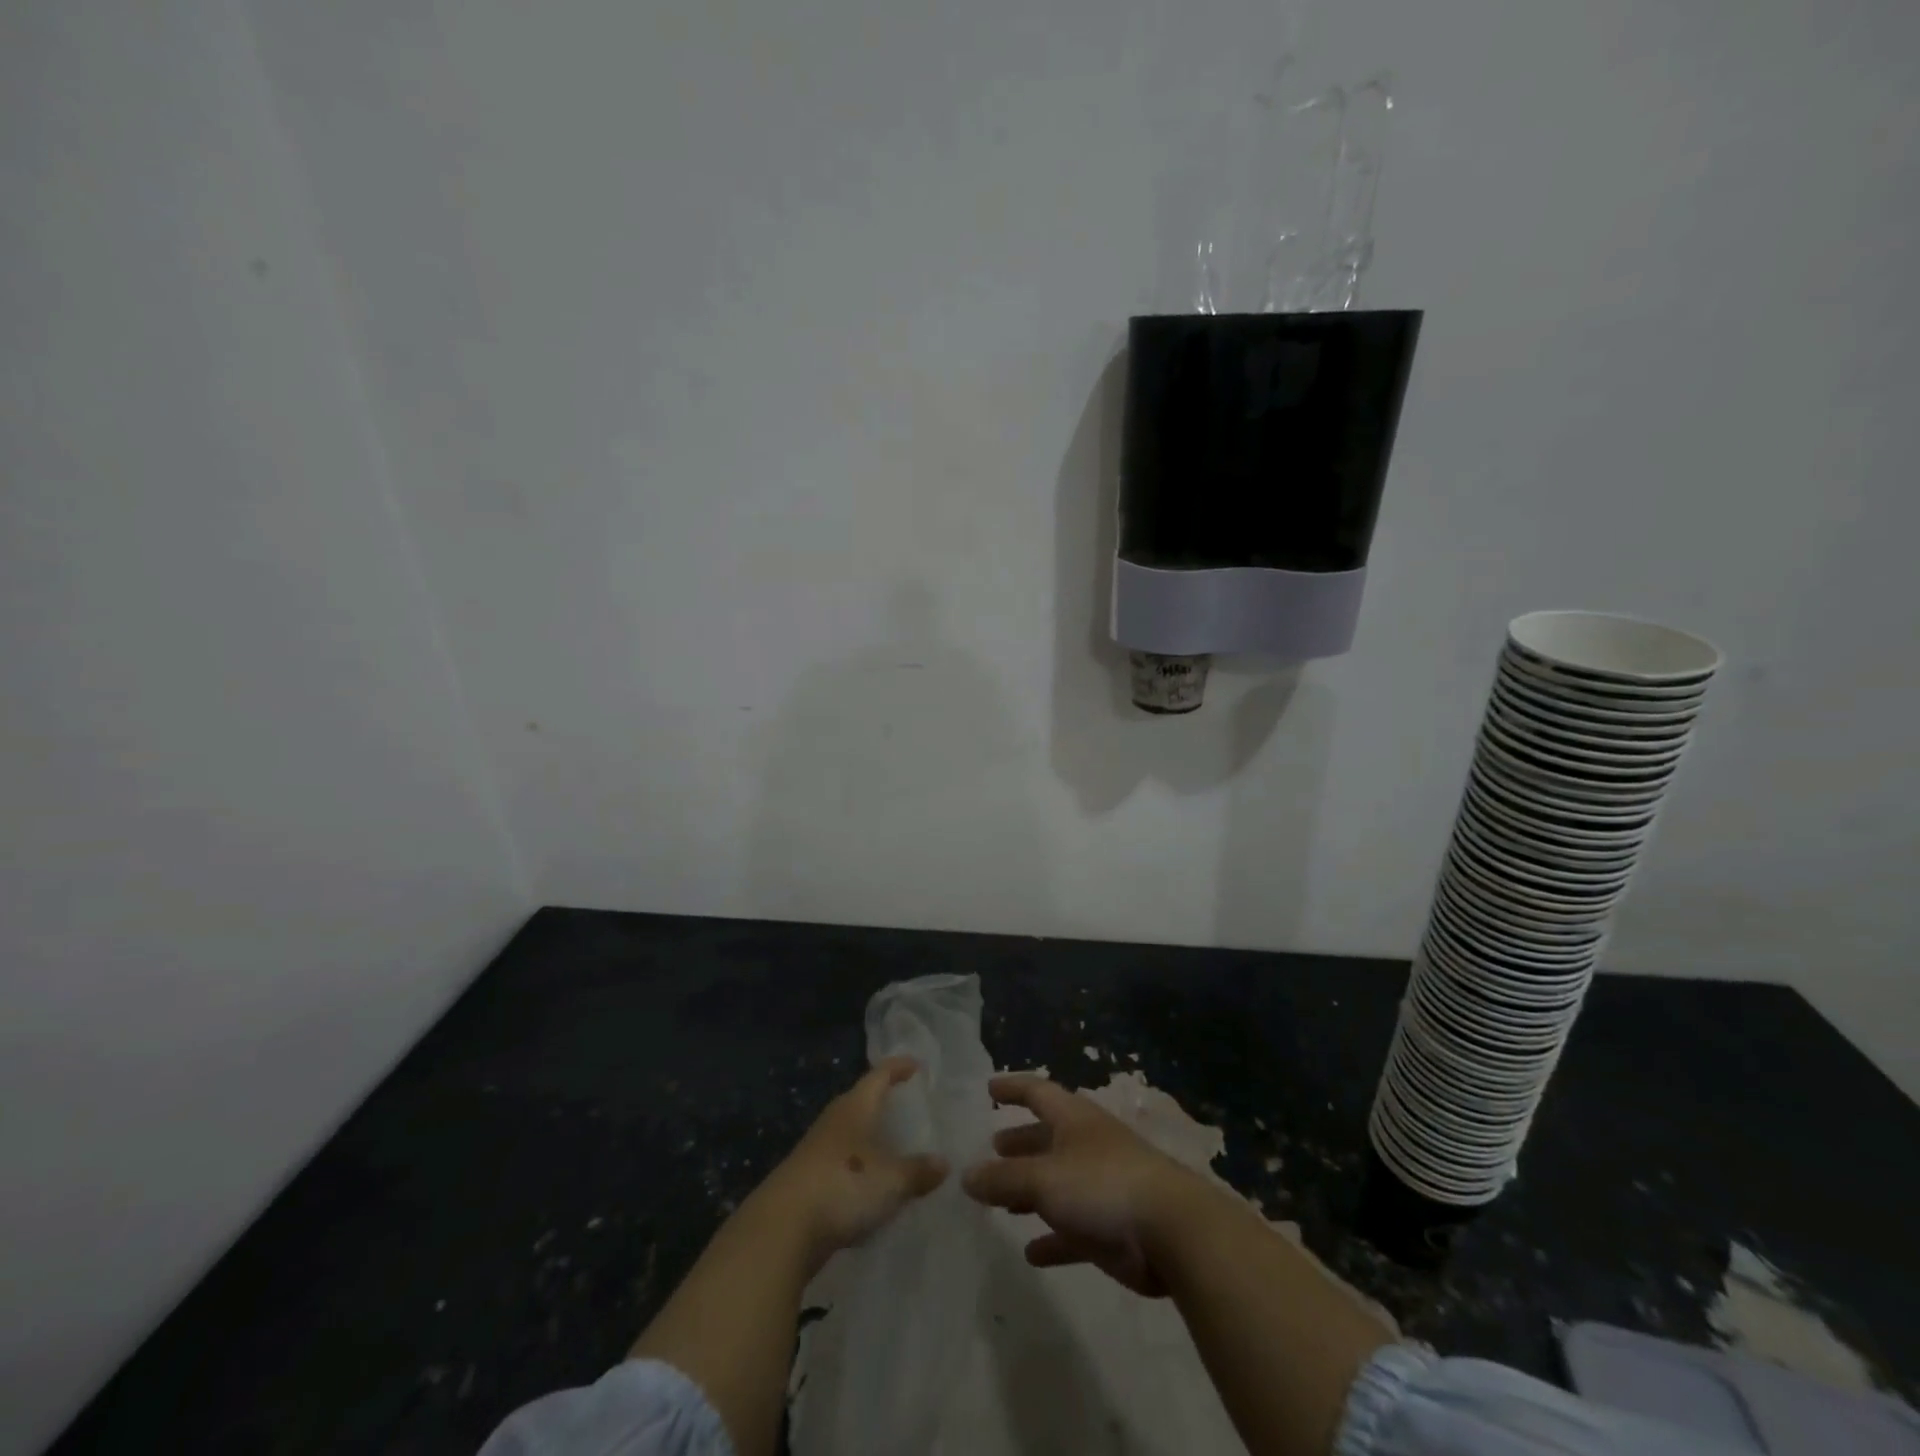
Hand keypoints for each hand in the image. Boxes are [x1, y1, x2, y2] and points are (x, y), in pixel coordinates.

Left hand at [754, 1057, 948, 1276]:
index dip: (898, 1067)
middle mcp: (835, 1120)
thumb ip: (918, 1171)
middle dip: (882, 1100)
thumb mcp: (891, 1181)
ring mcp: (817, 1149)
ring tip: (893, 1144)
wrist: (781, 1229)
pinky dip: (858, 1165)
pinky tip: (869, 1183)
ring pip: (849, 1132)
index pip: (879, 1075)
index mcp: (855, 1107)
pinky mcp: (807, 1179)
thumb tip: (944, 1163)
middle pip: (861, 1100)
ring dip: (869, 1135)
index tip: (916, 1065)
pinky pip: (841, 1161)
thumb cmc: (843, 1186)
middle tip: (907, 1104)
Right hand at [962, 1072, 1216, 1296]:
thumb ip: (1002, 1178)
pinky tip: (1031, 1252)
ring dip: (1031, 1191)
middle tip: (992, 1147)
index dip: (1012, 1088)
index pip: (1037, 1092)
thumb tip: (965, 1175)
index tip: (989, 1089)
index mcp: (1073, 1119)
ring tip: (1000, 1201)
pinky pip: (1073, 1230)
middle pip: (1047, 1137)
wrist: (1171, 1231)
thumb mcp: (1043, 1178)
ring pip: (1058, 1183)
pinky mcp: (1111, 1228)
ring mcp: (1101, 1186)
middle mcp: (1086, 1145)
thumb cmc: (1102, 1185)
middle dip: (1020, 1142)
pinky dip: (1052, 1237)